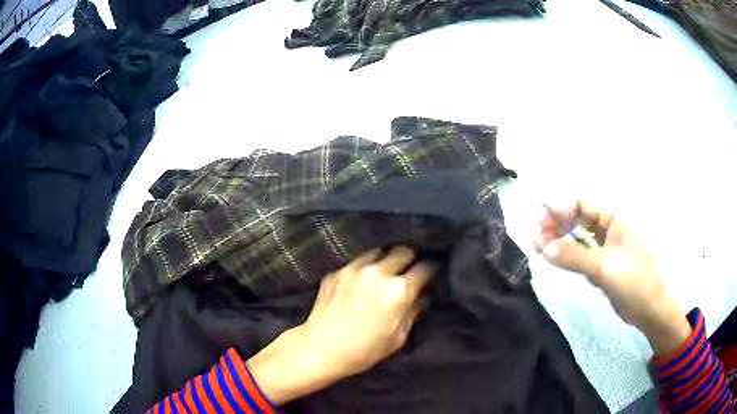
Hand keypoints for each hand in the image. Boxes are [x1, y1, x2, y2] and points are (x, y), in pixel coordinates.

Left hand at [247, 246, 433, 404]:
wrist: (320, 348)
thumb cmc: (364, 350)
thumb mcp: (398, 338)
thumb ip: (413, 312)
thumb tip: (423, 297)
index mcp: (398, 290)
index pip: (425, 268)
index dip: (432, 269)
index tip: (432, 272)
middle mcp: (379, 272)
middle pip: (403, 250)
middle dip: (411, 257)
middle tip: (410, 268)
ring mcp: (355, 268)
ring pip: (379, 250)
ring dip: (387, 258)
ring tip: (386, 268)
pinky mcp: (337, 271)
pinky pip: (357, 260)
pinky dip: (365, 266)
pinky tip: (362, 278)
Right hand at [533, 200, 690, 355]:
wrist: (650, 309)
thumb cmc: (634, 282)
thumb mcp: (604, 268)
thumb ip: (574, 256)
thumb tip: (542, 248)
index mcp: (615, 217)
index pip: (582, 202)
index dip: (560, 209)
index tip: (540, 226)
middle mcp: (610, 226)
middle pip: (578, 216)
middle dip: (557, 225)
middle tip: (537, 242)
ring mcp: (607, 244)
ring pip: (579, 235)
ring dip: (561, 241)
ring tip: (542, 251)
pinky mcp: (604, 262)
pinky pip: (583, 252)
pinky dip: (569, 255)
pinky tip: (559, 261)